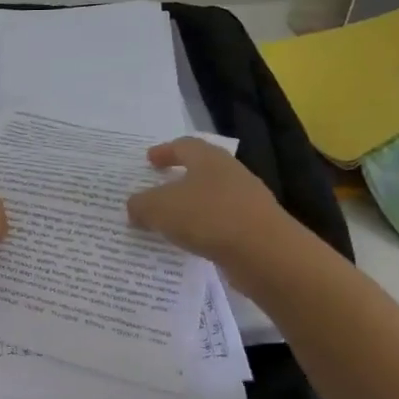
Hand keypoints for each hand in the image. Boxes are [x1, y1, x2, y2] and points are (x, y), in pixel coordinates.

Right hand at [126, 137, 286, 264]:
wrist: (265, 253)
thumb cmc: (207, 217)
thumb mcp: (159, 209)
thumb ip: (141, 205)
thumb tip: (134, 207)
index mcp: (208, 158)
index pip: (184, 145)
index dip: (165, 151)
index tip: (149, 160)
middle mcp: (230, 173)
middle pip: (202, 169)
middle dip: (179, 179)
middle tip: (158, 188)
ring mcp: (247, 201)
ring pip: (212, 198)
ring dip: (192, 207)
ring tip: (170, 221)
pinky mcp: (255, 228)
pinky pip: (222, 223)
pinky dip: (205, 229)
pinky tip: (192, 243)